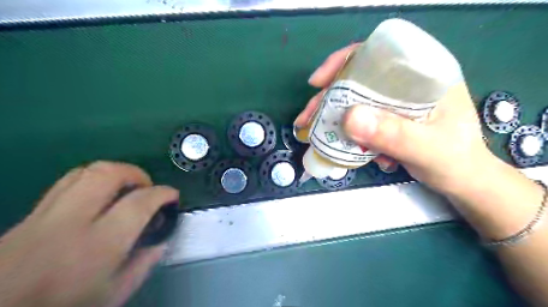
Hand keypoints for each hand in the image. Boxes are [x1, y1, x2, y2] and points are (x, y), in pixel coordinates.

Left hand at [0, 162, 177, 305]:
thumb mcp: (113, 295)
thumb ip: (143, 265)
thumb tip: (162, 241)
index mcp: (97, 245)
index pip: (138, 203)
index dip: (163, 193)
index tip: (172, 195)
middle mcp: (70, 222)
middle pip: (107, 174)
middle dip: (136, 173)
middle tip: (146, 187)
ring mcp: (43, 215)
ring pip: (84, 172)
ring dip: (114, 173)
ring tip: (125, 188)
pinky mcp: (28, 215)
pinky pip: (66, 183)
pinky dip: (91, 180)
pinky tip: (98, 196)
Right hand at [296, 44, 497, 195]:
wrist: (462, 180)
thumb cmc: (456, 161)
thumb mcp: (427, 149)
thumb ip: (393, 134)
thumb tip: (348, 117)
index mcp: (423, 73)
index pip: (377, 52)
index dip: (343, 62)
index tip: (318, 82)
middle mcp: (406, 82)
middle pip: (357, 79)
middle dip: (328, 98)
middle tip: (307, 118)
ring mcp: (394, 101)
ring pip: (354, 100)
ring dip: (333, 118)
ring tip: (315, 135)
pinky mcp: (387, 118)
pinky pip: (359, 118)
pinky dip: (348, 132)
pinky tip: (347, 147)